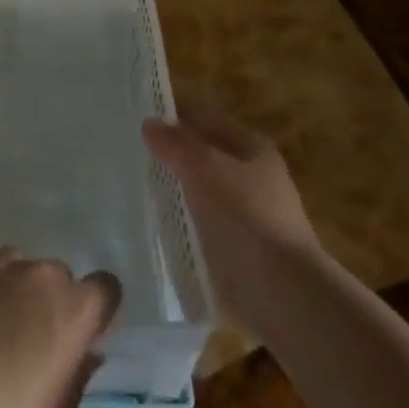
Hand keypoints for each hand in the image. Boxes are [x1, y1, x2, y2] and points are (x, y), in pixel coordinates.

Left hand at [0, 239, 119, 407]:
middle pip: (56, 274)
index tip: (81, 331)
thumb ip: (78, 374)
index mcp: (76, 309)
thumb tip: (85, 351)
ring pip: (14, 262)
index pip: (105, 287)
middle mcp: (41, 274)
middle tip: (27, 335)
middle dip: (47, 299)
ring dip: (8, 284)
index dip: (94, 309)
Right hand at [143, 114, 324, 334]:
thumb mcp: (205, 167)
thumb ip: (175, 144)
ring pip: (199, 191)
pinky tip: (152, 221)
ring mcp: (245, 214)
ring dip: (173, 189)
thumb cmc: (245, 214)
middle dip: (172, 155)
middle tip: (130, 152)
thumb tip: (149, 123)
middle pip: (204, 156)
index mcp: (253, 148)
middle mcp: (252, 176)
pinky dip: (179, 221)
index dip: (176, 118)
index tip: (140, 122)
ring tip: (133, 185)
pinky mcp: (234, 247)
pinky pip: (199, 223)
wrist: (279, 289)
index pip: (208, 121)